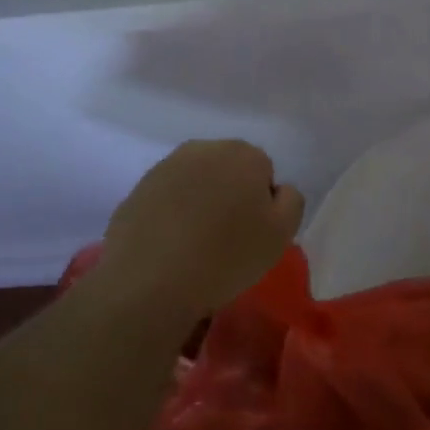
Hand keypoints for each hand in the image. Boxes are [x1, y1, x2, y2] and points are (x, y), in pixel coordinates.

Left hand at [97, 140, 304, 320]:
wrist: (150, 280)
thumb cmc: (227, 256)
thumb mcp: (282, 234)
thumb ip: (291, 201)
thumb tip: (277, 190)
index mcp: (244, 154)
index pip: (263, 171)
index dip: (261, 203)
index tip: (252, 232)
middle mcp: (204, 149)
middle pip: (229, 170)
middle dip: (230, 195)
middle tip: (226, 238)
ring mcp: (166, 166)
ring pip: (196, 182)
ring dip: (200, 203)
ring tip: (196, 244)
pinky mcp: (138, 188)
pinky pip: (168, 198)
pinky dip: (172, 214)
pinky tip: (170, 246)